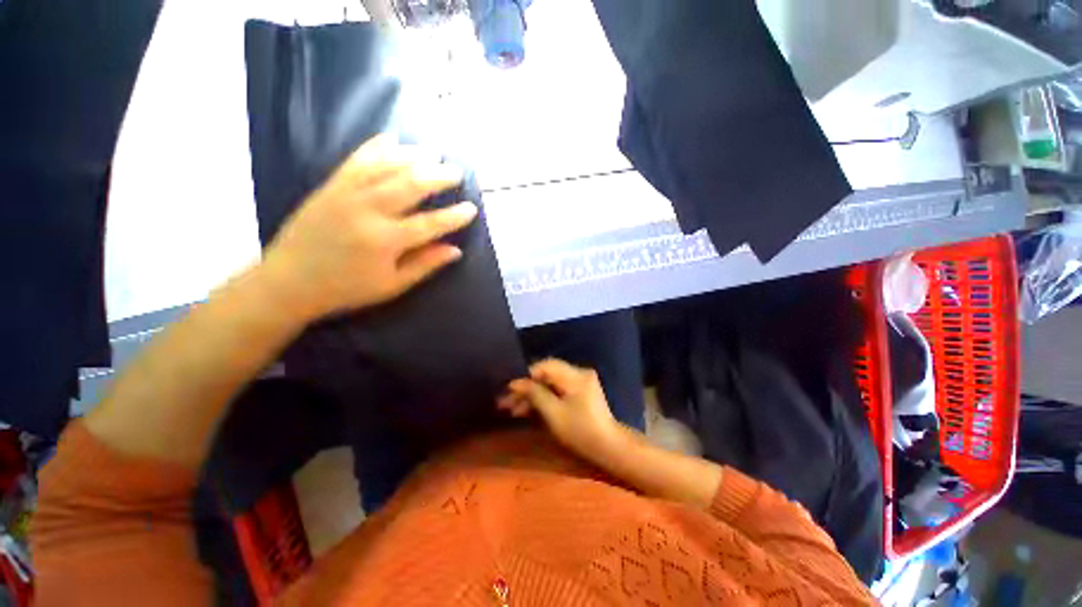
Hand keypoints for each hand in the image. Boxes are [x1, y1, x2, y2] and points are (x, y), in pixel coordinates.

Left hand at [259, 135, 477, 322]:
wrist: (289, 282)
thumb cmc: (346, 288)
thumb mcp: (392, 285)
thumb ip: (425, 265)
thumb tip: (456, 251)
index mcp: (385, 241)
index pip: (430, 224)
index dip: (454, 216)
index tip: (472, 208)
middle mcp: (368, 211)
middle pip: (411, 185)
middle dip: (438, 176)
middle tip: (456, 172)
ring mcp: (347, 194)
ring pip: (386, 166)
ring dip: (413, 156)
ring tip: (432, 152)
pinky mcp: (330, 186)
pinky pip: (356, 160)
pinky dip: (375, 147)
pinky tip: (391, 138)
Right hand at [498, 359, 621, 461]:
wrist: (608, 447)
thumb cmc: (581, 431)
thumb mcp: (554, 413)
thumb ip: (535, 394)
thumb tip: (516, 383)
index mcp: (575, 375)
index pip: (545, 366)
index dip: (526, 376)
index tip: (509, 390)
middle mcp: (578, 373)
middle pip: (546, 375)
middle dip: (526, 389)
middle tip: (506, 403)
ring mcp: (580, 382)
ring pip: (549, 384)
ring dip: (532, 395)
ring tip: (513, 410)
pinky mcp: (579, 392)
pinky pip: (556, 390)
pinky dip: (543, 399)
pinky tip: (528, 410)